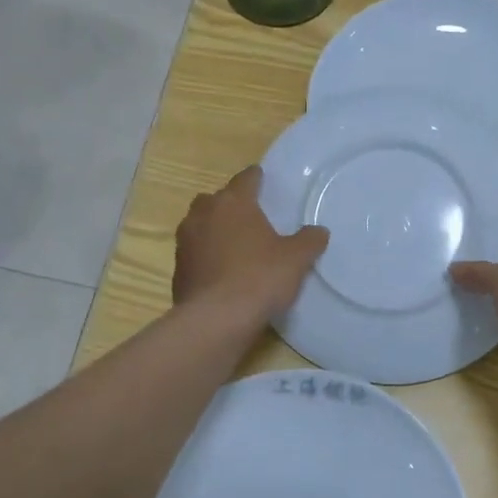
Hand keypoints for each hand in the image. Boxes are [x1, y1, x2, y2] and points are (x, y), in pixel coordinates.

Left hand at [173, 165, 328, 324]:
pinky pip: (194, 253)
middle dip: (229, 203)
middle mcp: (204, 214)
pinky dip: (205, 256)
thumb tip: (318, 231)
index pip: (245, 179)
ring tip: (233, 243)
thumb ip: (309, 241)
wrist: (216, 319)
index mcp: (233, 202)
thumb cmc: (259, 277)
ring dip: (213, 229)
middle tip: (248, 215)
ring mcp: (186, 241)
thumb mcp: (296, 259)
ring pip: (199, 224)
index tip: (262, 178)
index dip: (256, 178)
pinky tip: (220, 271)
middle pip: (216, 199)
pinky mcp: (178, 268)